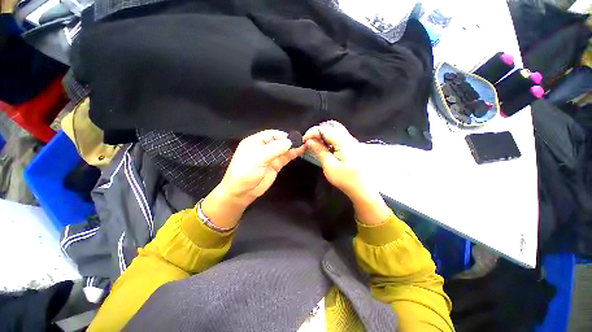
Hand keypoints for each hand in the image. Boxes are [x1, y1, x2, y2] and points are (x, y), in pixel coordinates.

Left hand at [202, 130, 305, 228]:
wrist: (242, 192)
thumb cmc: (246, 172)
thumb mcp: (258, 158)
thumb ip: (274, 149)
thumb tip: (289, 141)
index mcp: (255, 142)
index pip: (271, 134)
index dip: (282, 135)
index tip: (293, 139)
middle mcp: (263, 147)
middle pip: (278, 141)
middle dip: (289, 141)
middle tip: (301, 141)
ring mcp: (270, 157)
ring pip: (283, 149)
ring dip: (292, 147)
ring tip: (304, 145)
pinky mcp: (275, 165)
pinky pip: (285, 158)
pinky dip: (292, 154)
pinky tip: (300, 151)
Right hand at [303, 121, 369, 198]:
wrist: (363, 189)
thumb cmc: (346, 180)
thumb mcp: (330, 166)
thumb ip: (320, 151)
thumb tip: (309, 141)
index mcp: (344, 142)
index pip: (325, 129)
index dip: (312, 132)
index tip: (304, 140)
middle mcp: (349, 138)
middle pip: (332, 125)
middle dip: (318, 130)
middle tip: (310, 140)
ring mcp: (352, 142)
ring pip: (336, 130)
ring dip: (324, 134)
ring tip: (316, 144)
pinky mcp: (352, 147)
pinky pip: (339, 137)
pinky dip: (329, 138)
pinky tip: (325, 147)